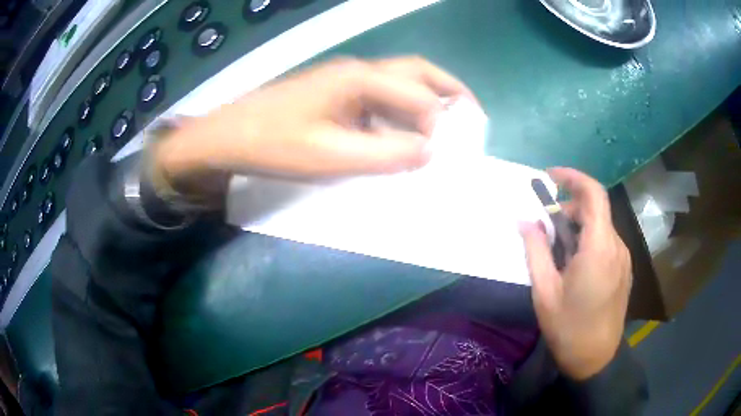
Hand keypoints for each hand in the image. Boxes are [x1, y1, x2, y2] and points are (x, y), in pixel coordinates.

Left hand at [154, 56, 473, 184]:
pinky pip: (379, 96)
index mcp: (360, 79)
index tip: (444, 154)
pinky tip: (401, 132)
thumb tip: (429, 152)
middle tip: (471, 114)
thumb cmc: (274, 144)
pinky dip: (401, 111)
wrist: (227, 137)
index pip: (418, 96)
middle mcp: (357, 71)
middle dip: (448, 91)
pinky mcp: (333, 93)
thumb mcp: (331, 156)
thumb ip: (385, 153)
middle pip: (416, 72)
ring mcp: (344, 80)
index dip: (438, 124)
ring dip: (426, 99)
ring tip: (446, 125)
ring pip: (399, 81)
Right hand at [519, 168, 631, 379]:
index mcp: (598, 248)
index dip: (573, 177)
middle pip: (595, 210)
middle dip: (569, 209)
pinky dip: (589, 241)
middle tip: (546, 229)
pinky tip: (576, 266)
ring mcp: (623, 257)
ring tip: (559, 254)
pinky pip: (606, 242)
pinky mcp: (624, 268)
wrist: (595, 358)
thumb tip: (525, 220)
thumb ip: (535, 250)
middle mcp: (616, 246)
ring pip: (600, 226)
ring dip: (578, 227)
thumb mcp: (544, 291)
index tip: (550, 176)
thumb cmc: (568, 328)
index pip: (593, 194)